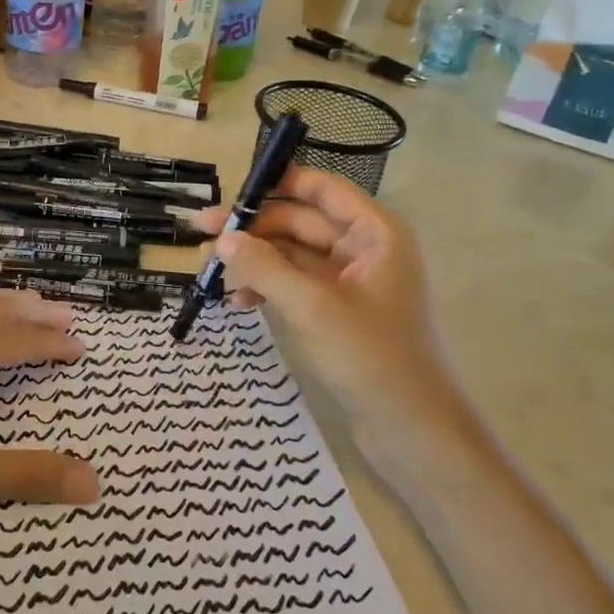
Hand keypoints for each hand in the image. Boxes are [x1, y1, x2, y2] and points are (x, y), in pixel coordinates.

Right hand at [191, 167, 484, 480]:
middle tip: (200, 234)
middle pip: (299, 222)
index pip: (320, 189)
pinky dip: (266, 288)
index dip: (277, 182)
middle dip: (252, 229)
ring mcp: (349, 282)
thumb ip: (265, 267)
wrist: (413, 431)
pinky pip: (294, 285)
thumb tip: (222, 240)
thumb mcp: (312, 307)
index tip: (231, 189)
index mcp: (374, 233)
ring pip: (291, 255)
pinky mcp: (336, 311)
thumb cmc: (372, 357)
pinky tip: (237, 303)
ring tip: (208, 271)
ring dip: (253, 260)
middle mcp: (363, 248)